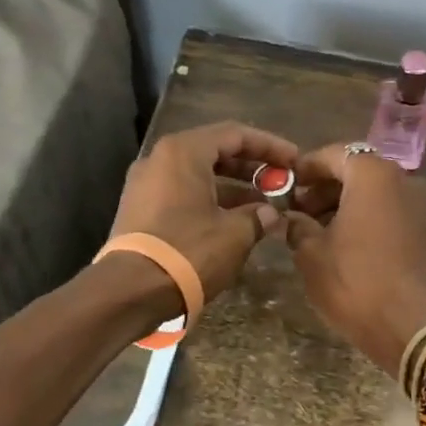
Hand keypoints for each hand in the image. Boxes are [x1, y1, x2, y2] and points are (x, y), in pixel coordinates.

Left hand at [109, 122, 299, 301]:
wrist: (130, 291)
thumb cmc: (189, 251)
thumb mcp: (235, 234)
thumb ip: (258, 216)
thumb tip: (270, 213)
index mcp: (183, 152)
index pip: (235, 134)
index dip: (270, 146)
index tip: (294, 160)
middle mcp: (160, 159)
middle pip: (214, 151)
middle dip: (251, 167)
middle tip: (280, 181)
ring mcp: (145, 185)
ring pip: (198, 175)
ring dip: (232, 187)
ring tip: (264, 205)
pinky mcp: (140, 210)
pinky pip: (182, 193)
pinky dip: (210, 200)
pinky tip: (234, 220)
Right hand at [284, 144, 425, 374]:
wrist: (414, 327)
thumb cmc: (356, 282)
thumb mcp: (312, 254)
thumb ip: (297, 226)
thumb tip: (290, 218)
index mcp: (373, 175)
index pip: (334, 154)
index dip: (307, 167)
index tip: (287, 184)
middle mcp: (405, 180)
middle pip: (359, 171)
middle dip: (327, 187)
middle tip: (300, 210)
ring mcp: (424, 206)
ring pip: (378, 193)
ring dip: (348, 204)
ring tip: (320, 231)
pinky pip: (394, 212)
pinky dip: (370, 218)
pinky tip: (349, 245)